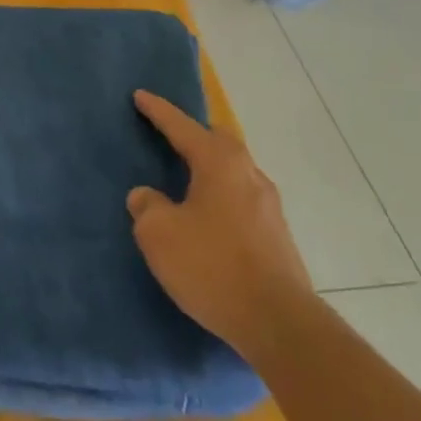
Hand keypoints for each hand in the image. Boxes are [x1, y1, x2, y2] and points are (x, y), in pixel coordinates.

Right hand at [126, 90, 312, 358]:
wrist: (279, 324)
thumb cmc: (212, 266)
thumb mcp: (159, 234)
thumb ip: (147, 206)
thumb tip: (148, 196)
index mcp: (219, 164)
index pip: (182, 127)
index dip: (158, 111)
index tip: (140, 96)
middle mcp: (249, 176)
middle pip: (220, 142)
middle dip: (194, 134)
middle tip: (170, 135)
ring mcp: (269, 207)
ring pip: (234, 171)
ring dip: (210, 168)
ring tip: (186, 178)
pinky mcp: (277, 236)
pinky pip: (241, 199)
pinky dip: (220, 195)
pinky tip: (206, 216)